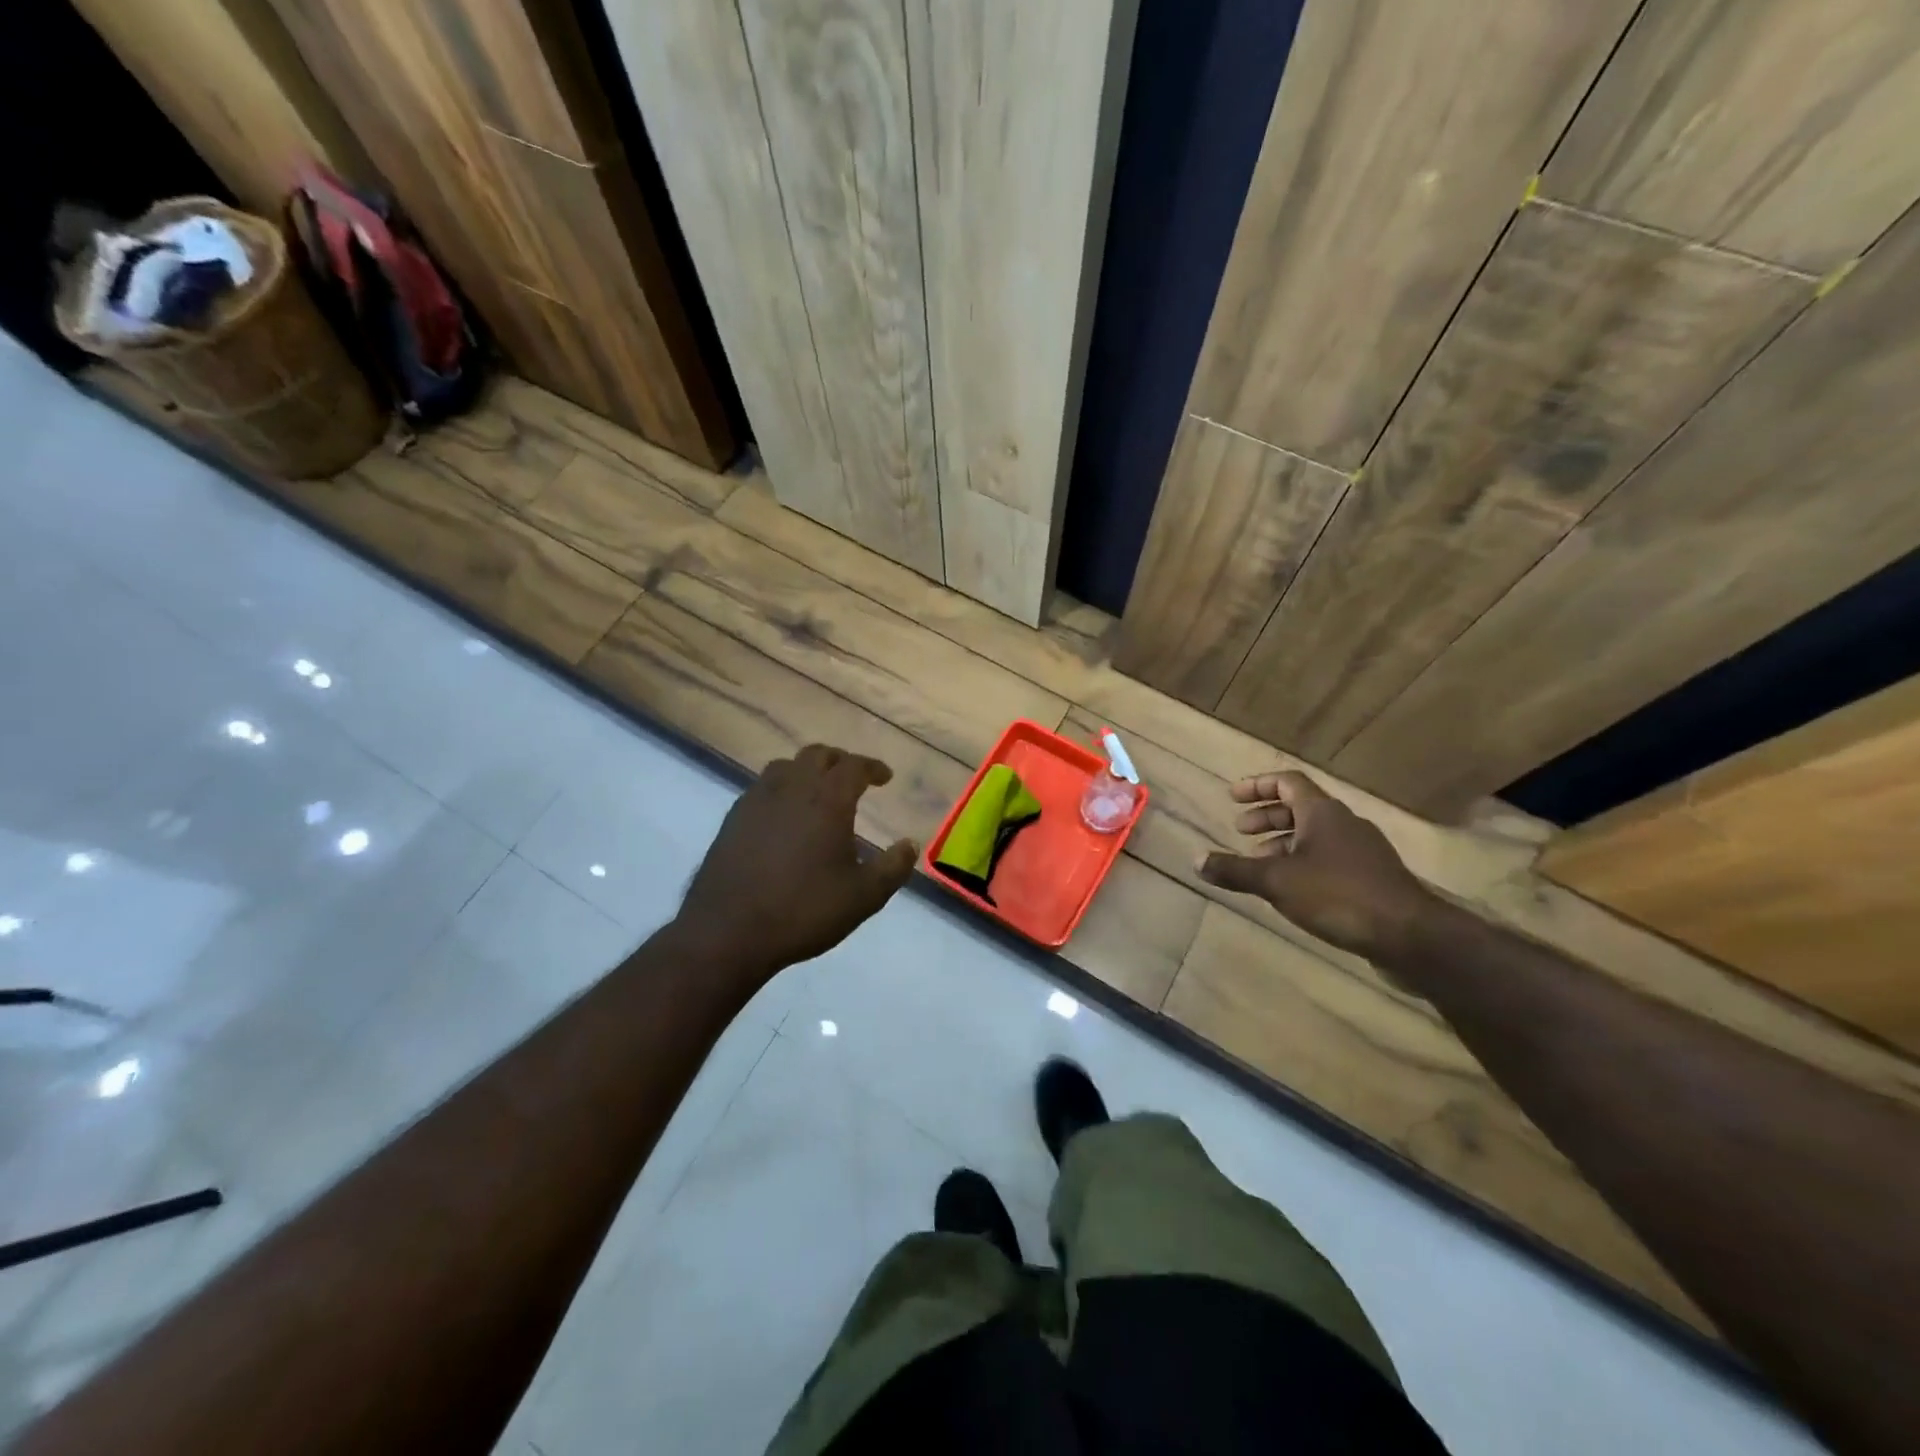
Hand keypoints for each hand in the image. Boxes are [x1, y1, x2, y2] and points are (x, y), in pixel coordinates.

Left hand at [674, 744, 915, 982]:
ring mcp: (757, 800)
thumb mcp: (863, 897)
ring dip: (807, 770)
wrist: (729, 931)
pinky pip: (762, 787)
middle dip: (840, 761)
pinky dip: (781, 789)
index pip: (854, 766)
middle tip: (853, 777)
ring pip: (786, 766)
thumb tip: (910, 844)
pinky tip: (784, 815)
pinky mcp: (733, 818)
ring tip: (817, 791)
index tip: (885, 777)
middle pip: (818, 755)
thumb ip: (893, 867)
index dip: (872, 767)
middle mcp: (792, 788)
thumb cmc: (804, 910)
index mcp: (827, 799)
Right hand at [1197, 770, 1436, 961]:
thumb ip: (1235, 870)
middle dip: (1267, 816)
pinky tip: (1292, 889)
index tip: (1233, 797)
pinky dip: (1304, 862)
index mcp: (1322, 812)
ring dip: (1284, 842)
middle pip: (1301, 806)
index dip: (1257, 785)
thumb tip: (1196, 860)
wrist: (1410, 936)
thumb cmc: (1338, 895)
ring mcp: (1363, 851)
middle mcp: (1344, 823)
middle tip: (1240, 830)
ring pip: (1316, 834)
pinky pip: (1330, 857)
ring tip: (1259, 862)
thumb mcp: (1276, 882)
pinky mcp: (1373, 878)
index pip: (1288, 781)